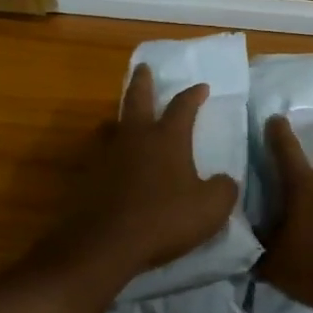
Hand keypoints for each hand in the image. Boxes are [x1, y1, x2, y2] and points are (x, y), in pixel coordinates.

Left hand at [42, 65, 239, 290]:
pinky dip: (107, 154)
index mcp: (167, 139)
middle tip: (143, 68)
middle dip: (142, 82)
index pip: (183, 107)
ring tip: (121, 117)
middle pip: (136, 100)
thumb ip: (223, 189)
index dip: (194, 95)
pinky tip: (110, 164)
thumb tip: (224, 181)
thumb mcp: (211, 208)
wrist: (105, 244)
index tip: (202, 86)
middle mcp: (135, 138)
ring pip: (111, 126)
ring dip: (119, 117)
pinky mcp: (87, 178)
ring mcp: (106, 156)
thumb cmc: (164, 220)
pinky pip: (99, 156)